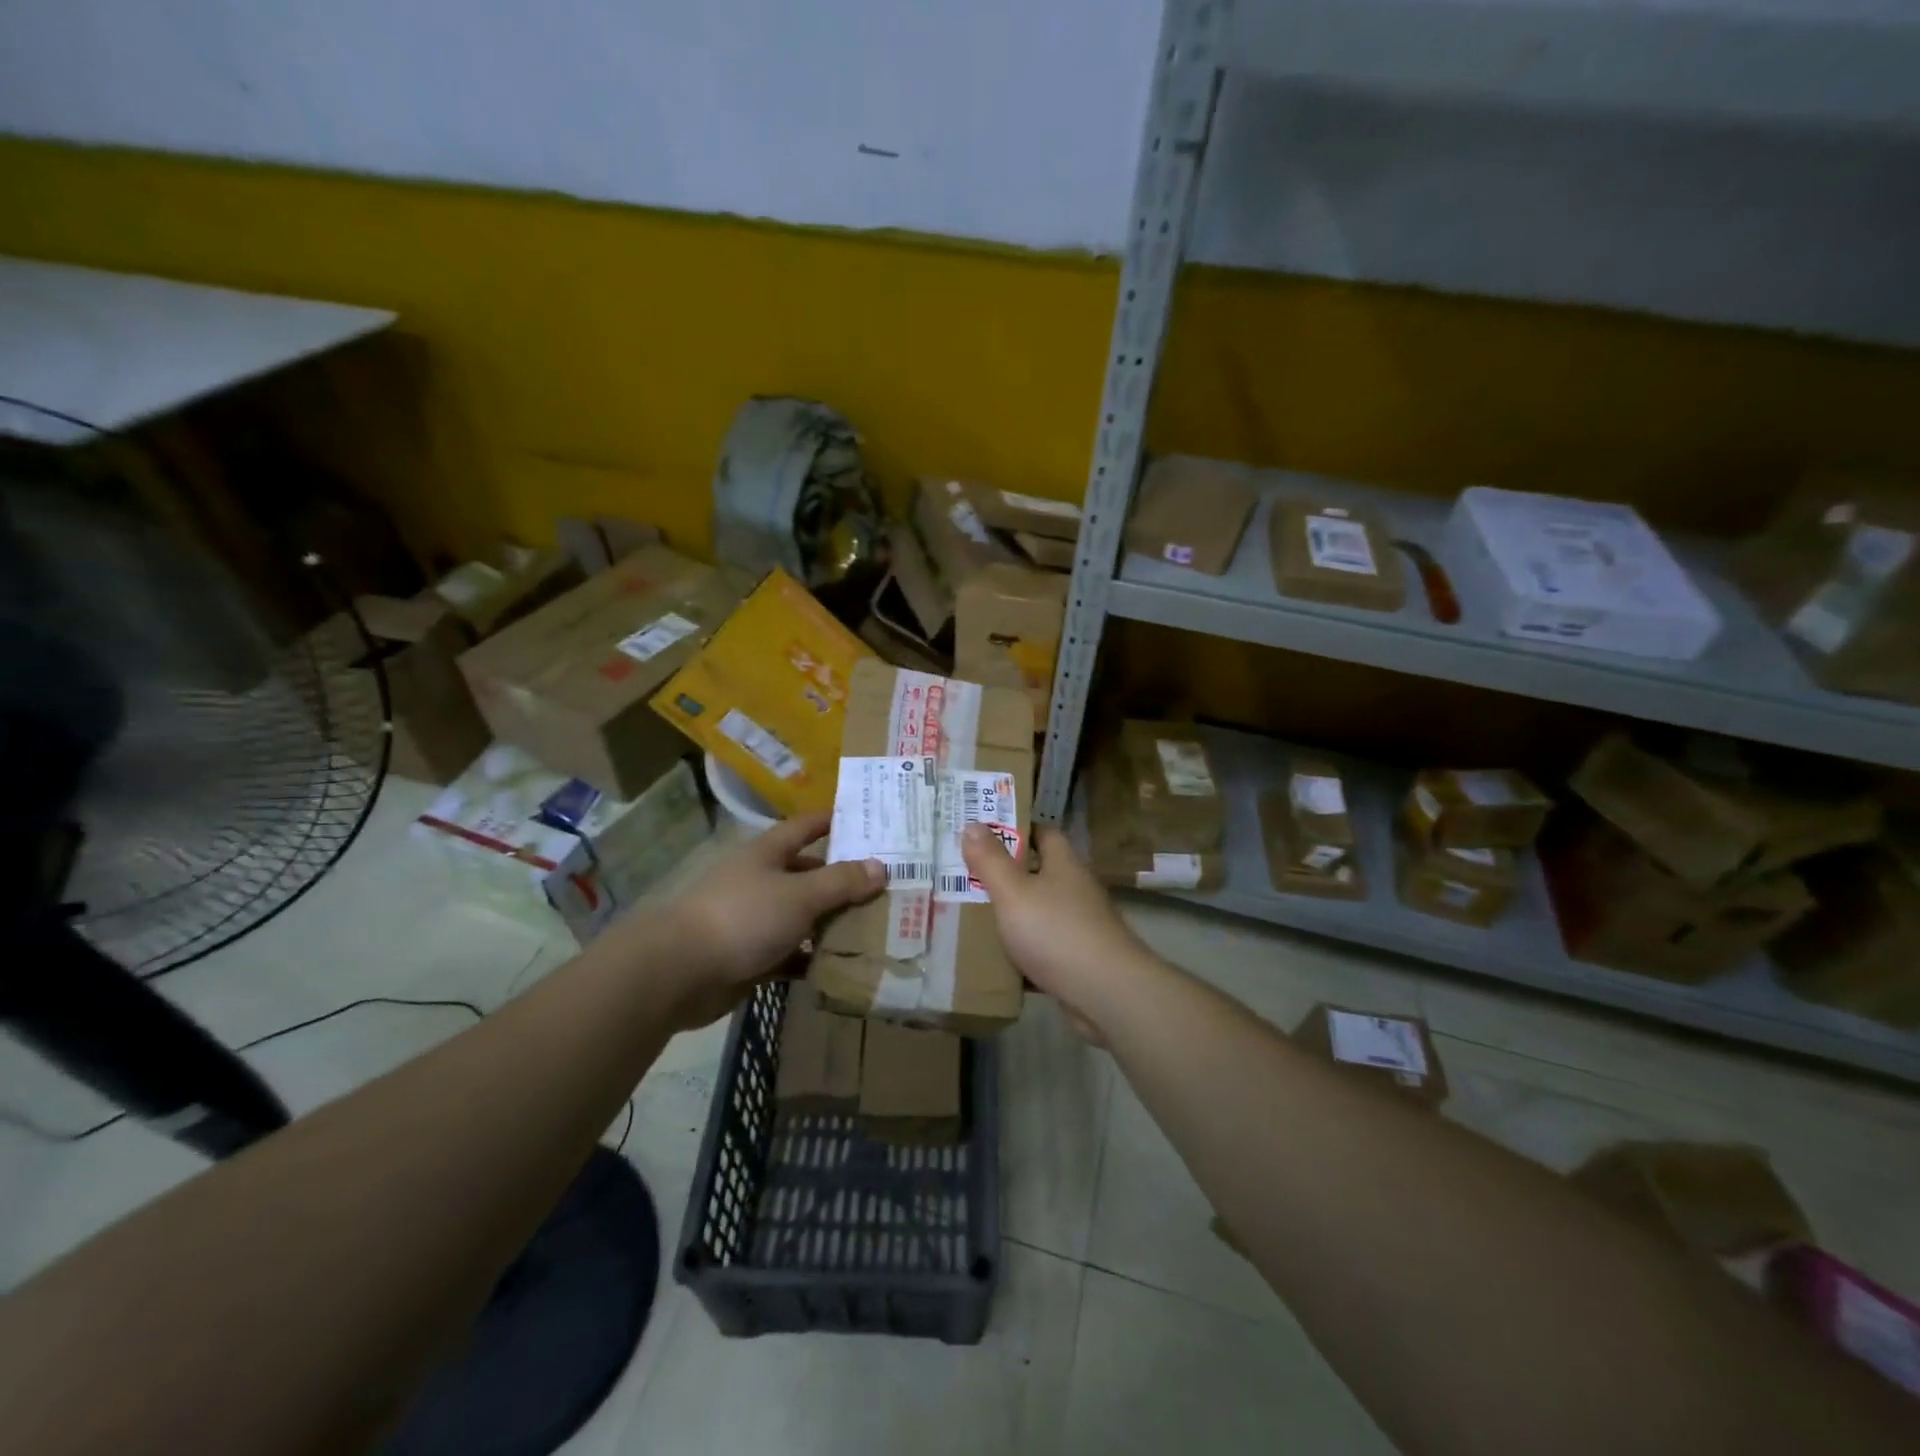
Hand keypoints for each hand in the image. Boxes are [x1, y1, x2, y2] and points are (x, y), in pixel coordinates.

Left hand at [650, 810, 884, 1026]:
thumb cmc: (743, 917)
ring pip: (800, 916)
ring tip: (873, 927)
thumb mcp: (800, 894)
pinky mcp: (749, 957)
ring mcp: (753, 920)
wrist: (680, 972)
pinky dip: (811, 958)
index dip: (831, 820)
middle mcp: (760, 881)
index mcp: (767, 854)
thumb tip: (881, 866)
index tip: (864, 820)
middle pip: (807, 874)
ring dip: (830, 922)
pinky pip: (789, 954)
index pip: (804, 827)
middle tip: (883, 885)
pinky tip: (840, 965)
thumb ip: (841, 882)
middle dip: (841, 879)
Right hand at [960, 822, 1145, 1036]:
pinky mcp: (1078, 960)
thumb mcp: (1014, 892)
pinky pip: (1043, 948)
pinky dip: (1022, 953)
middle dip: (1006, 875)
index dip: (1016, 829)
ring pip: (1039, 913)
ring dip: (1013, 915)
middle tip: (967, 877)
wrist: (1106, 993)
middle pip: (1040, 873)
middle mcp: (1076, 890)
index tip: (984, 833)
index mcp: (1064, 865)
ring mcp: (1080, 926)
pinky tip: (996, 961)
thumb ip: (990, 861)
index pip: (1043, 833)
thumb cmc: (1056, 931)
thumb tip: (972, 824)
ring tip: (972, 916)